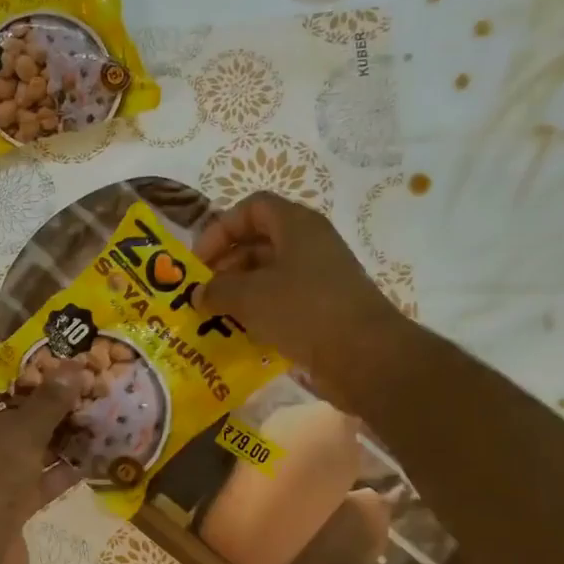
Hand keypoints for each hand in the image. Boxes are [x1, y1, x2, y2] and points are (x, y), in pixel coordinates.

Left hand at [0, 369, 86, 563]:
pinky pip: (37, 481)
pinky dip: (60, 472)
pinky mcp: (7, 505)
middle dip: (51, 406)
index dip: (28, 371)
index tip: (65, 364)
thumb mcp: (22, 432)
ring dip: (60, 439)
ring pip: (28, 450)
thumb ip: (49, 401)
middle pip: (14, 416)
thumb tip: (73, 367)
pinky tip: (93, 460)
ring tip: (99, 420)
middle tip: (90, 390)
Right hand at [194, 192, 407, 404]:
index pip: (251, 208)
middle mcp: (309, 245)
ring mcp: (319, 277)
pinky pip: (282, 301)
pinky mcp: (323, 308)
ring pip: (268, 274)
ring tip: (215, 317)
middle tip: (202, 294)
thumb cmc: (303, 311)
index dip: (220, 229)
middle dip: (225, 265)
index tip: (199, 262)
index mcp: (296, 226)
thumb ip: (216, 290)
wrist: (365, 355)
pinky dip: (258, 313)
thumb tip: (198, 294)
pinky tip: (241, 334)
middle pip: (258, 242)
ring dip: (239, 292)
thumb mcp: (249, 296)